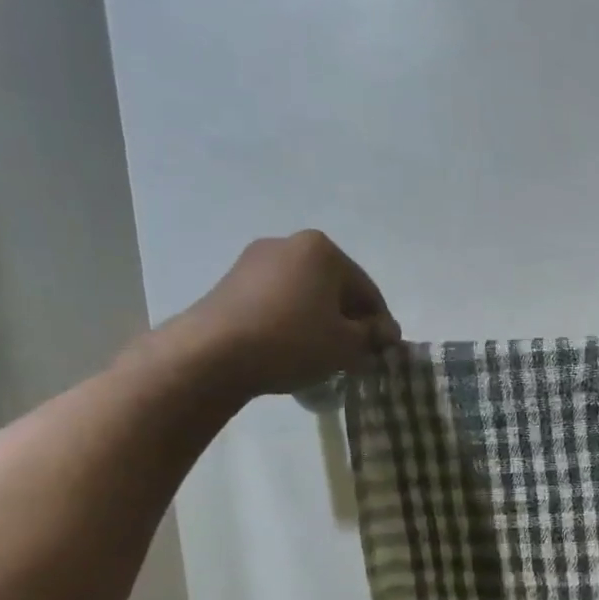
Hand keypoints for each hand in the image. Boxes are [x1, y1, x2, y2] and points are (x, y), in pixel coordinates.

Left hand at [165, 230, 400, 397]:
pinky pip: (278, 301)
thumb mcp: (347, 345)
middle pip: (335, 288)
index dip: (381, 325)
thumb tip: (385, 332)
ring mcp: (255, 260)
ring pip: (306, 295)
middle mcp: (289, 244)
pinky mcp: (232, 282)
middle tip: (355, 355)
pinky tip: (291, 348)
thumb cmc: (292, 342)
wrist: (212, 354)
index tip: (384, 352)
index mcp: (323, 250)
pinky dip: (292, 321)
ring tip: (322, 355)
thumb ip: (373, 336)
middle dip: (348, 321)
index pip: (368, 291)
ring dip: (320, 321)